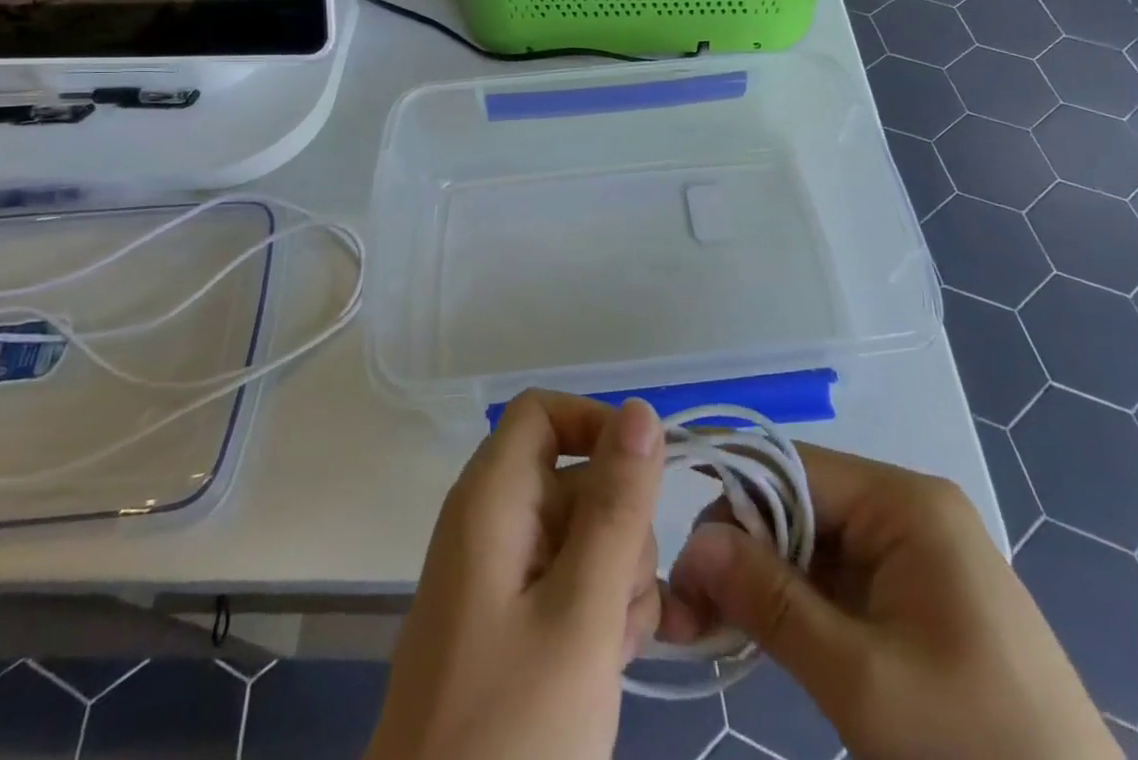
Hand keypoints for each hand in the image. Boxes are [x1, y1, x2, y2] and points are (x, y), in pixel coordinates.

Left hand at [367, 392, 665, 759]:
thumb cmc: (510, 732)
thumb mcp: (580, 614)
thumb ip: (616, 507)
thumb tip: (643, 409)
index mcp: (491, 498)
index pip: (544, 412)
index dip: (597, 427)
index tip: (646, 481)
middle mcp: (492, 522)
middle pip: (574, 476)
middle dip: (619, 526)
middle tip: (622, 600)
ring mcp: (501, 576)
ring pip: (583, 533)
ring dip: (617, 578)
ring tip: (612, 647)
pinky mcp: (513, 622)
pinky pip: (571, 582)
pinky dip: (599, 611)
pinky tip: (608, 663)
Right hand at [663, 446, 1118, 759]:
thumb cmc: (975, 751)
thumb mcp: (861, 680)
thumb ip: (771, 602)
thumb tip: (694, 542)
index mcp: (905, 502)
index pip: (792, 468)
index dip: (732, 500)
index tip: (682, 556)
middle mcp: (907, 509)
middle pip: (799, 503)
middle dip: (741, 548)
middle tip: (689, 607)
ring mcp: (914, 553)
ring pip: (811, 542)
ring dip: (761, 579)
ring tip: (711, 625)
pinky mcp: (914, 597)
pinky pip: (836, 578)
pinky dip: (794, 603)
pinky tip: (758, 634)